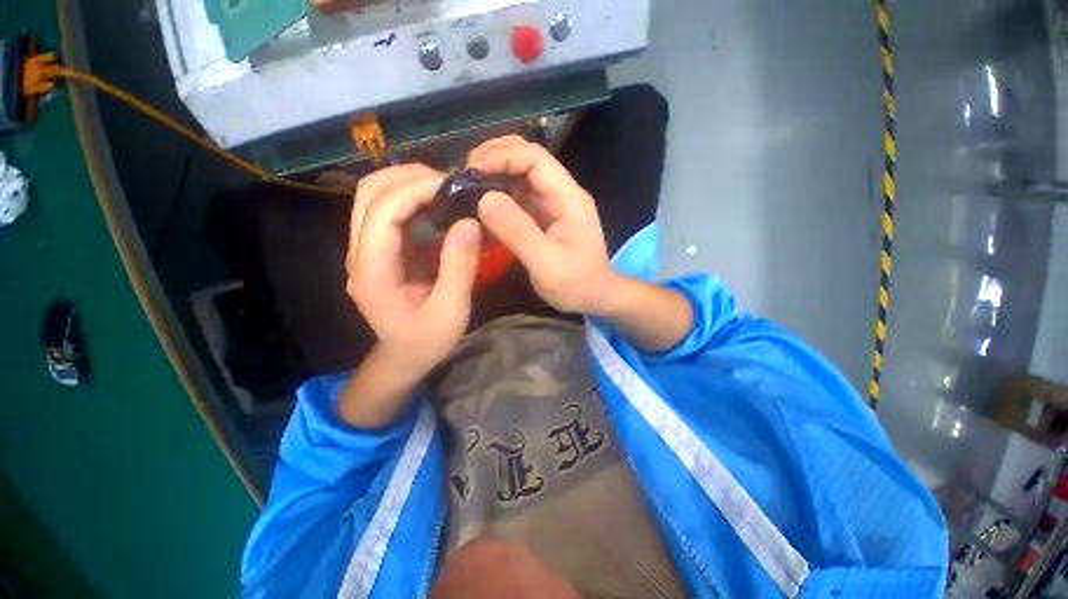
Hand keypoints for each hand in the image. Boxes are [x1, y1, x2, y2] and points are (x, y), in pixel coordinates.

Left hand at [346, 164, 482, 380]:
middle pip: (370, 193)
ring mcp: (365, 249)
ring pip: (374, 195)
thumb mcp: (450, 311)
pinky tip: (437, 204)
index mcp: (372, 272)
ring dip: (408, 183)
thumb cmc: (426, 341)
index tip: (453, 187)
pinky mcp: (379, 250)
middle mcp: (360, 254)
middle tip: (451, 183)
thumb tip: (470, 222)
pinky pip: (388, 210)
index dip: (415, 191)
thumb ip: (459, 268)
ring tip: (446, 188)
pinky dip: (411, 197)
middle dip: (409, 178)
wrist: (403, 357)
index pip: (382, 213)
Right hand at [468, 135, 621, 313]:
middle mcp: (561, 193)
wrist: (596, 297)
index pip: (535, 158)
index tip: (471, 170)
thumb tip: (484, 199)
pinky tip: (481, 205)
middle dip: (495, 158)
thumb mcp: (547, 264)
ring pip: (521, 175)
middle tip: (465, 174)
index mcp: (569, 198)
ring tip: (466, 186)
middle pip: (528, 158)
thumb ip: (518, 232)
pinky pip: (519, 196)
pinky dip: (499, 195)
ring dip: (494, 174)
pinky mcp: (544, 216)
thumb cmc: (577, 284)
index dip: (502, 156)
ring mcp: (552, 204)